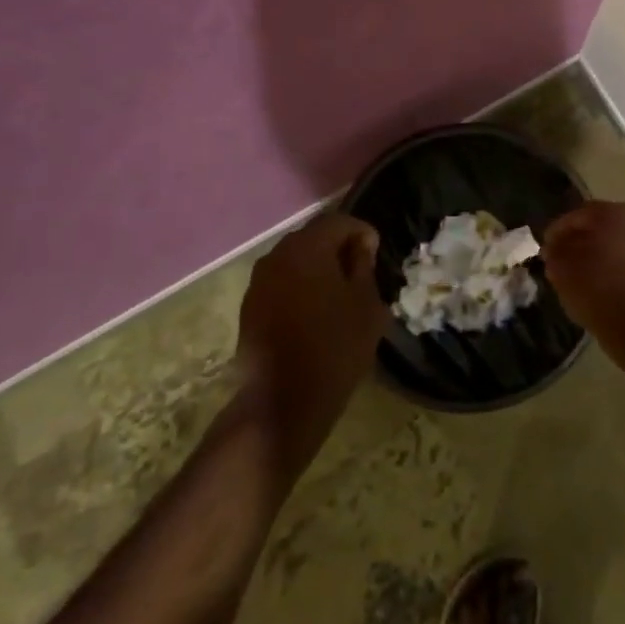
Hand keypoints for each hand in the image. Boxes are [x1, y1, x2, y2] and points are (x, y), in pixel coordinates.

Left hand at [237, 212, 384, 428]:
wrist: (284, 401)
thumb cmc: (336, 347)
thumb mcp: (366, 304)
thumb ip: (363, 266)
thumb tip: (359, 246)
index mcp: (307, 248)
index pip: (338, 221)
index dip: (360, 232)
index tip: (375, 253)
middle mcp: (277, 256)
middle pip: (312, 237)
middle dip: (337, 247)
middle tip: (358, 272)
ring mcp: (258, 282)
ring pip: (294, 260)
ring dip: (316, 267)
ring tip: (337, 293)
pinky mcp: (249, 307)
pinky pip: (280, 283)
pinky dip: (299, 287)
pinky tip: (313, 312)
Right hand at [542, 200, 624, 354]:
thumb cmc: (595, 288)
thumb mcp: (561, 267)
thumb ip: (554, 251)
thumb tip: (555, 247)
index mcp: (613, 213)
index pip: (576, 216)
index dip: (556, 231)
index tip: (545, 249)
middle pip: (598, 225)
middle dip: (577, 239)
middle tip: (559, 257)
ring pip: (614, 242)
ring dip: (595, 252)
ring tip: (576, 272)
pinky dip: (610, 265)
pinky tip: (597, 282)